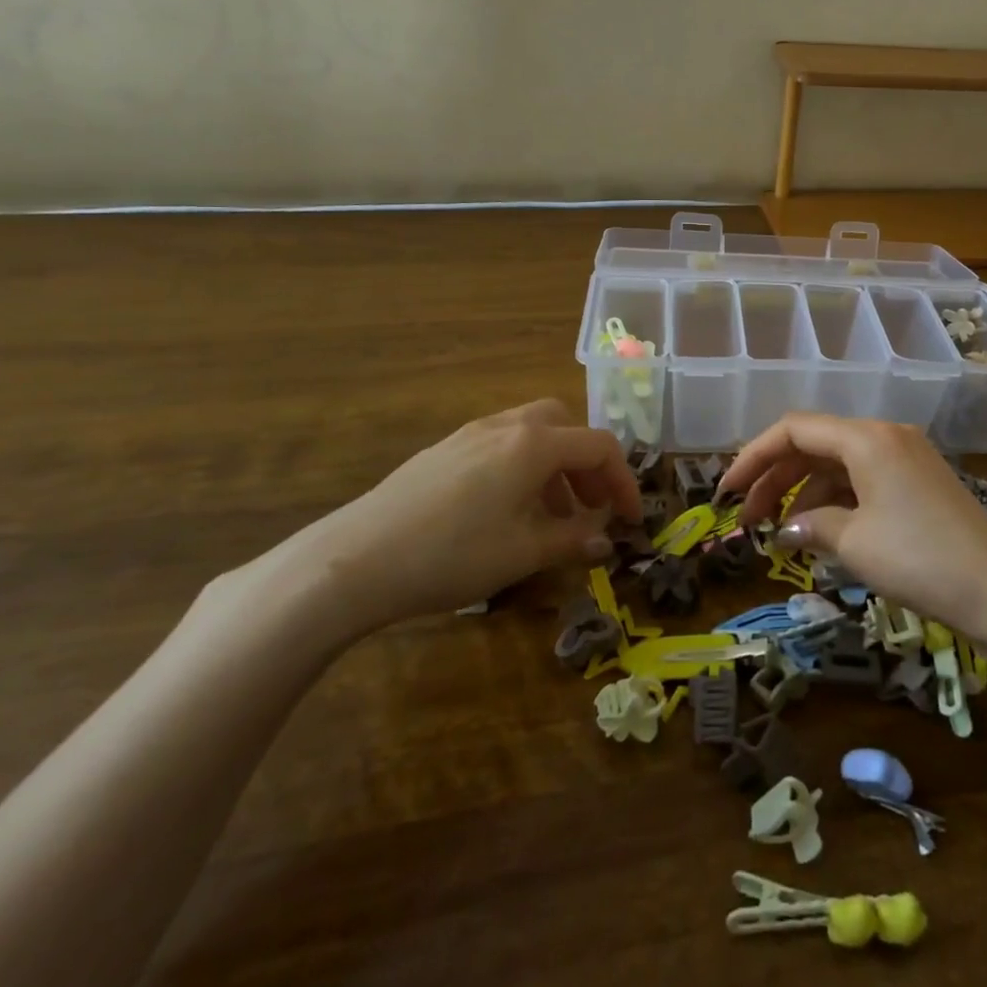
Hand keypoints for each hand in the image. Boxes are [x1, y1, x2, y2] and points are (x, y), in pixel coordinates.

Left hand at [276, 400, 642, 640]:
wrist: (354, 560)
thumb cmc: (452, 554)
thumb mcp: (523, 553)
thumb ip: (572, 541)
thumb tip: (605, 540)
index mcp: (534, 444)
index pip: (599, 446)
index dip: (624, 482)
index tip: (632, 520)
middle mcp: (506, 426)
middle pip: (565, 426)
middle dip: (586, 464)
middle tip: (590, 506)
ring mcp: (469, 435)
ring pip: (531, 434)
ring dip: (554, 467)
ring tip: (549, 518)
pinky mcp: (441, 451)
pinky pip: (499, 446)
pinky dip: (521, 469)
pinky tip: (504, 513)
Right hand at [717, 414, 986, 641]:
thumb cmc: (919, 559)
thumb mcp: (854, 543)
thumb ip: (810, 525)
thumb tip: (785, 529)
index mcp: (866, 437)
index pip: (795, 429)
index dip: (753, 456)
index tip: (726, 491)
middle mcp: (885, 435)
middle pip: (815, 443)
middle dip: (776, 477)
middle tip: (747, 518)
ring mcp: (906, 456)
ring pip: (839, 463)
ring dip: (805, 492)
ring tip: (783, 533)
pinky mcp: (920, 480)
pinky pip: (864, 478)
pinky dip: (837, 500)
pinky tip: (823, 532)